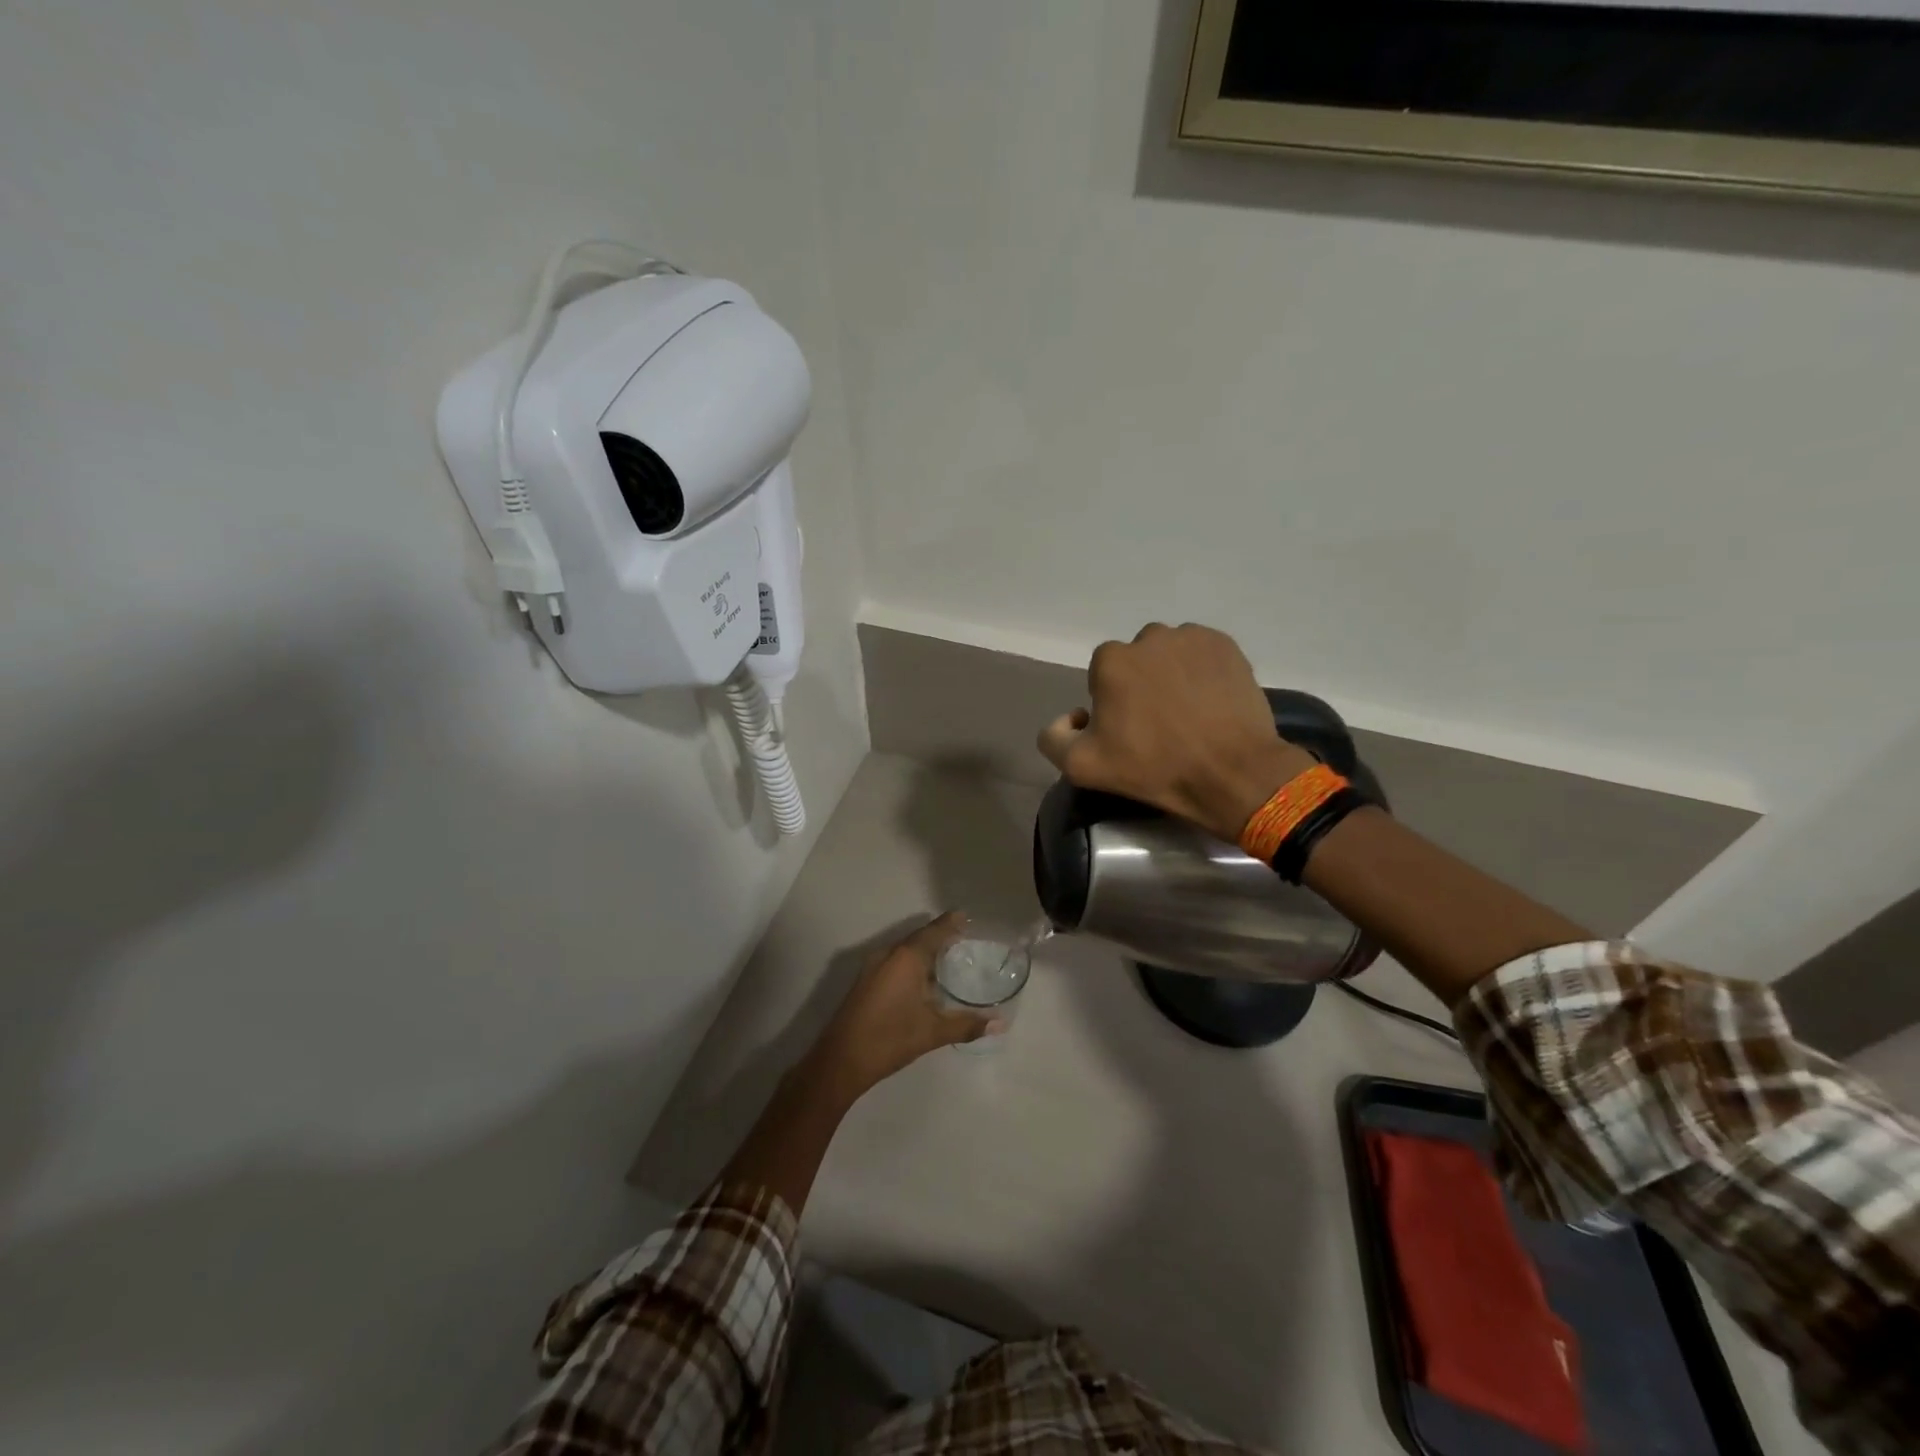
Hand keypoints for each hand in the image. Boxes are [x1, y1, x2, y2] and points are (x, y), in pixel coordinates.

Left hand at [807, 913, 994, 1101]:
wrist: (840, 1060)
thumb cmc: (890, 1038)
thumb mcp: (932, 1032)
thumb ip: (967, 1025)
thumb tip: (1000, 1023)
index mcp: (906, 957)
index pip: (934, 931)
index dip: (951, 923)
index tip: (966, 917)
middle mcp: (888, 954)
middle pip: (919, 938)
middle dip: (940, 937)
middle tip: (963, 940)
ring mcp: (873, 967)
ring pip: (904, 951)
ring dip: (924, 952)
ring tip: (947, 959)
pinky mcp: (865, 981)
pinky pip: (894, 962)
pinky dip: (911, 964)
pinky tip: (923, 981)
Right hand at [1037, 623, 1314, 843]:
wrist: (1231, 772)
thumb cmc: (1155, 768)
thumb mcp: (1083, 767)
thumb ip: (1054, 738)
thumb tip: (1071, 717)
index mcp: (1111, 661)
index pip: (1101, 676)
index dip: (1110, 704)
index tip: (1127, 730)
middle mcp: (1149, 637)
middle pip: (1136, 660)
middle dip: (1140, 684)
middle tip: (1159, 723)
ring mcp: (1191, 637)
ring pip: (1169, 653)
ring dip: (1171, 674)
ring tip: (1188, 712)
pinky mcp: (1226, 645)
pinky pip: (1202, 653)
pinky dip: (1201, 671)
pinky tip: (1209, 702)